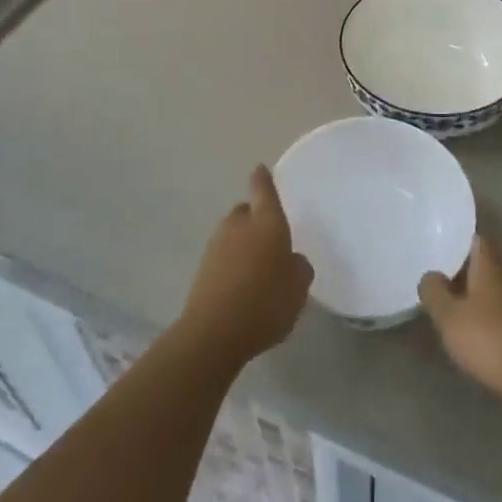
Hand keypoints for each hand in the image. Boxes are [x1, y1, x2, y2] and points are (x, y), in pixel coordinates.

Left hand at [178, 166, 313, 368]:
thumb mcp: (298, 287)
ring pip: (232, 234)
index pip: (263, 189)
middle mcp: (239, 225)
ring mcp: (216, 245)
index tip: (260, 169)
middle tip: (270, 238)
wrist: (214, 332)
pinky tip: (242, 285)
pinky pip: (223, 257)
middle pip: (245, 211)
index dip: (263, 178)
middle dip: (255, 218)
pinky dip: (232, 263)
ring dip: (242, 243)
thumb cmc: (266, 301)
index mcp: (266, 221)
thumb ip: (299, 267)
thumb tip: (291, 260)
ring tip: (257, 267)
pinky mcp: (202, 269)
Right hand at [420, 235, 501, 408]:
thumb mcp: (448, 317)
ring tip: (458, 311)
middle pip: (486, 263)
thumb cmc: (489, 339)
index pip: (474, 240)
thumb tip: (431, 275)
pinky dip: (494, 315)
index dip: (456, 244)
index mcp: (492, 263)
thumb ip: (434, 291)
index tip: (438, 253)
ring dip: (480, 296)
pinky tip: (482, 333)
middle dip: (465, 272)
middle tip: (442, 285)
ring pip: (498, 287)